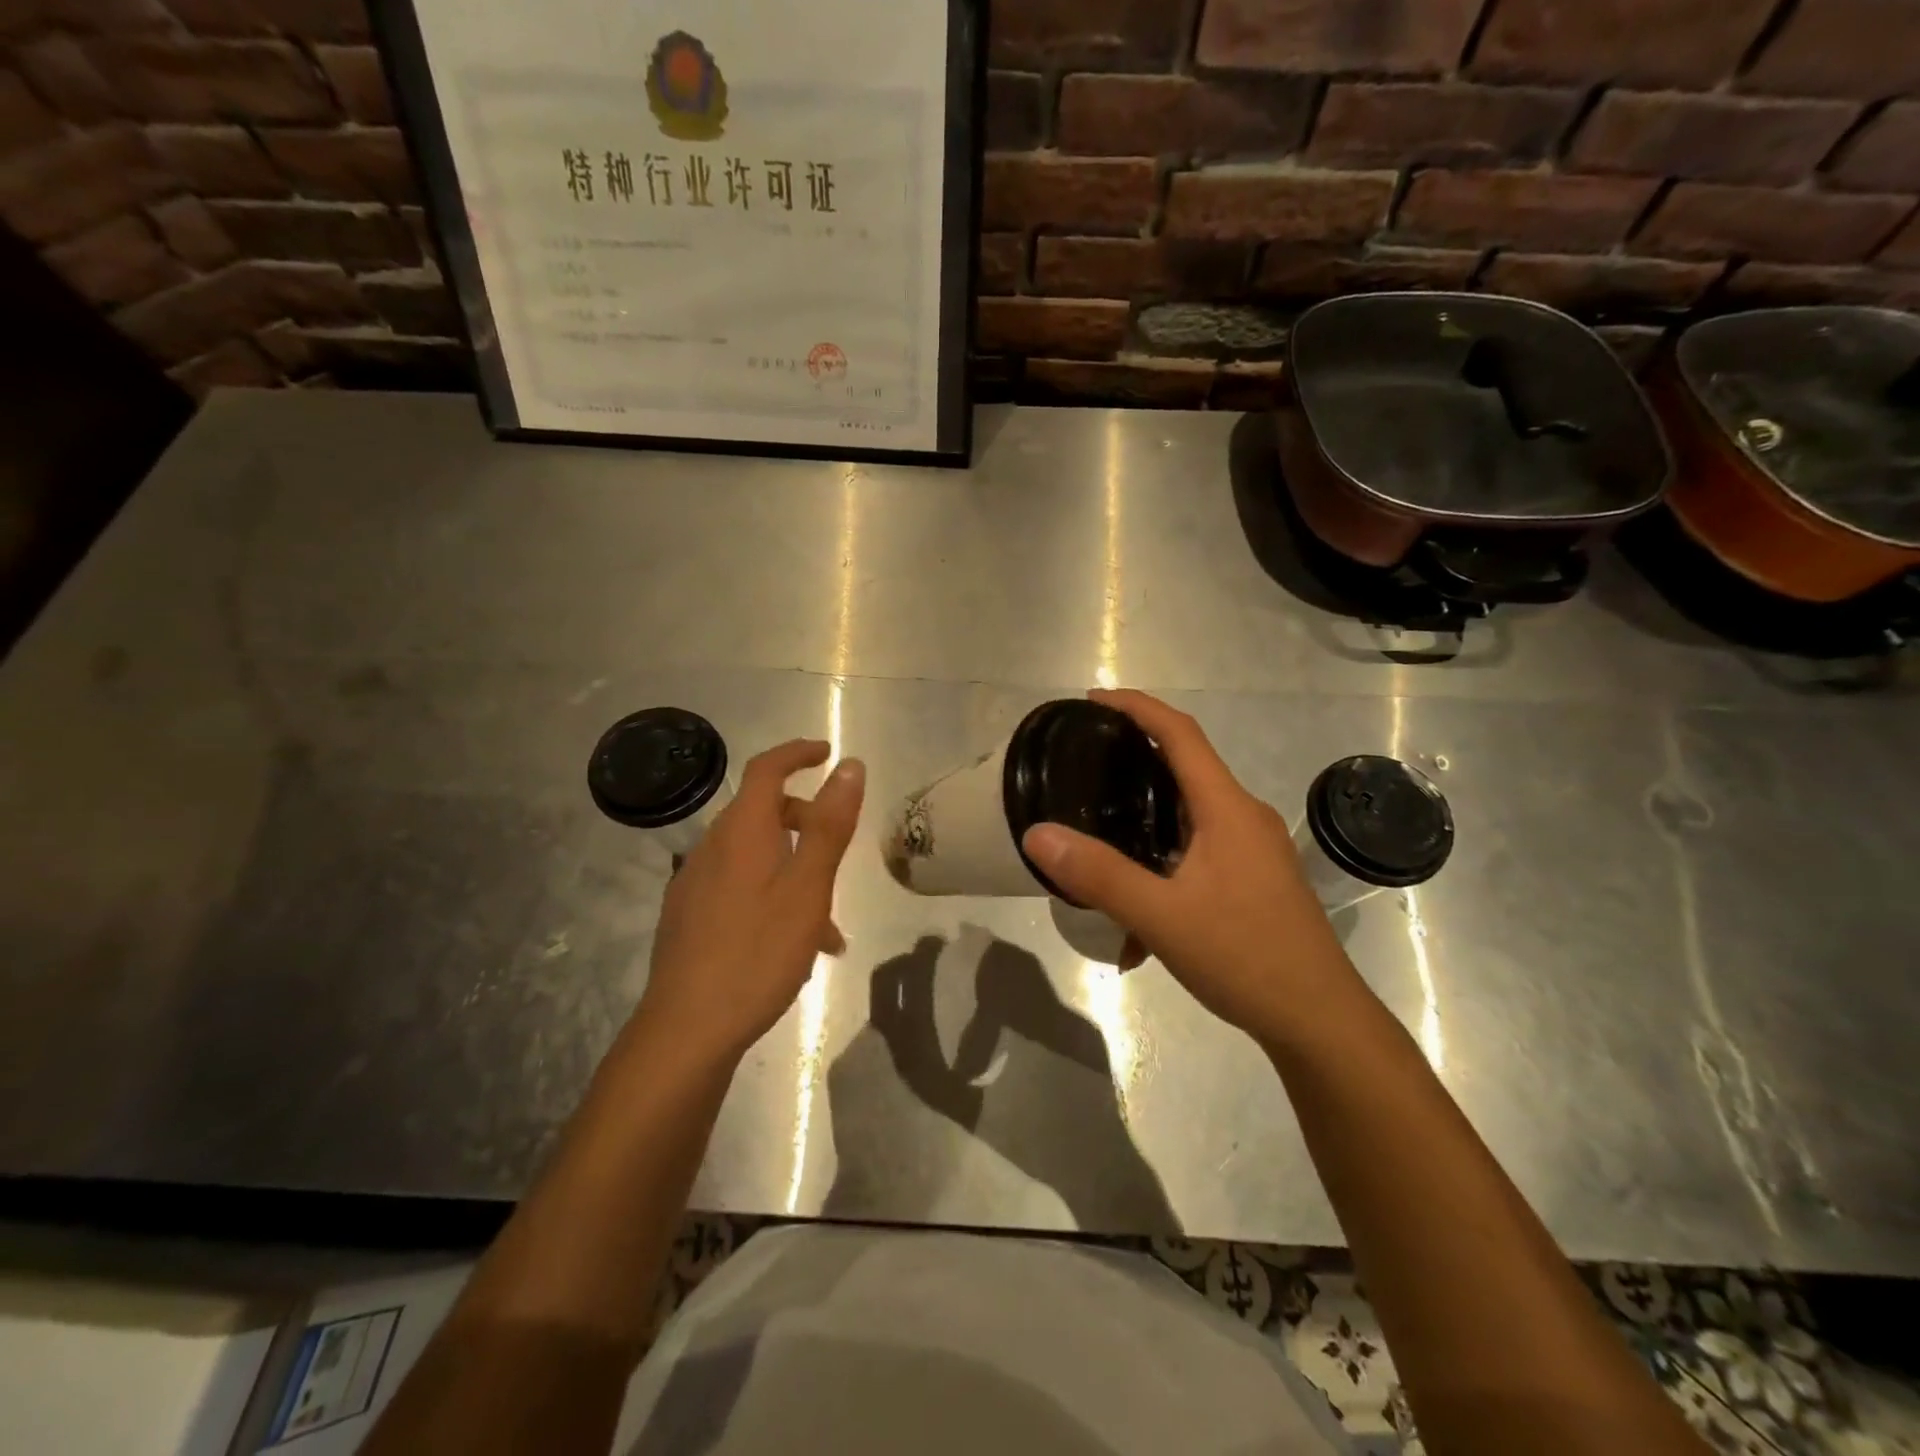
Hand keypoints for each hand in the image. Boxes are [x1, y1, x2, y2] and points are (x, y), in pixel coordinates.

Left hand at [637, 739, 864, 1061]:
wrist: (686, 1030)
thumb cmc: (757, 953)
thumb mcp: (808, 887)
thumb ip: (829, 825)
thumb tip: (848, 766)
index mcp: (741, 832)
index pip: (766, 769)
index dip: (798, 753)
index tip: (828, 754)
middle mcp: (712, 848)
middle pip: (762, 813)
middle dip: (805, 821)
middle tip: (838, 851)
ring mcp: (696, 884)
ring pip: (756, 857)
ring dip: (794, 871)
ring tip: (828, 927)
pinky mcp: (689, 917)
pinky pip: (740, 888)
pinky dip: (772, 897)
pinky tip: (793, 948)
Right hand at [1021, 689, 1353, 1040]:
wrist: (1319, 1021)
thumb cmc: (1246, 957)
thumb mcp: (1162, 917)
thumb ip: (1099, 875)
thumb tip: (1038, 834)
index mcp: (1227, 808)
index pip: (1181, 734)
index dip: (1137, 707)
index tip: (1092, 701)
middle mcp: (1243, 817)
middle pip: (1185, 767)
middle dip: (1134, 757)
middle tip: (1083, 763)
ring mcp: (1252, 850)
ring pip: (1189, 814)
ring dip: (1145, 820)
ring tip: (1098, 836)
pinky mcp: (1252, 879)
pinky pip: (1198, 853)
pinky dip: (1162, 866)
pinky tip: (1135, 920)